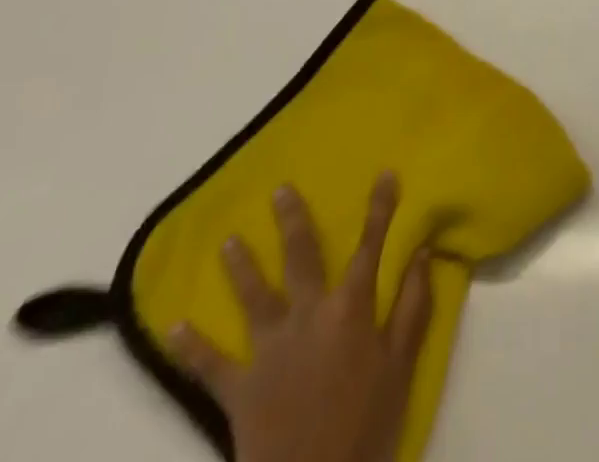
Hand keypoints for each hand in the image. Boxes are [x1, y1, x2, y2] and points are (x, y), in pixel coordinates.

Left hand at [169, 173, 432, 461]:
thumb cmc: (366, 426)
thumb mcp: (402, 366)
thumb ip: (413, 306)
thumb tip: (423, 252)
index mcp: (350, 309)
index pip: (370, 246)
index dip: (380, 208)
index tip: (385, 173)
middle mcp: (308, 316)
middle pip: (302, 258)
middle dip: (293, 221)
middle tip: (280, 190)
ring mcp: (269, 351)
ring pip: (253, 297)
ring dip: (241, 267)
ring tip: (227, 240)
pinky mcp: (239, 391)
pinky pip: (211, 366)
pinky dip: (193, 346)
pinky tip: (175, 326)